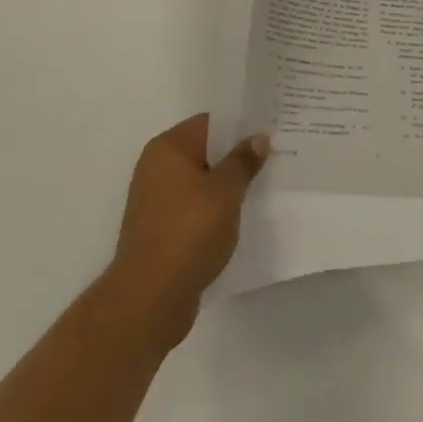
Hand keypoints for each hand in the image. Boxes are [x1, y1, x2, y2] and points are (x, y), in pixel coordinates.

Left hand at [105, 115, 268, 350]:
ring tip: (261, 188)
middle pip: (204, 152)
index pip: (209, 123)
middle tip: (272, 159)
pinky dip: (213, 212)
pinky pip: (193, 209)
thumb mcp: (225, 191)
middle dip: (235, 157)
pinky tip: (237, 220)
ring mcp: (155, 201)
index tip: (269, 132)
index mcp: (168, 148)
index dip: (240, 126)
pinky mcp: (160, 231)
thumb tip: (258, 137)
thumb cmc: (188, 230)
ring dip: (226, 187)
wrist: (150, 298)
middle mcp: (156, 168)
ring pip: (200, 183)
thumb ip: (243, 161)